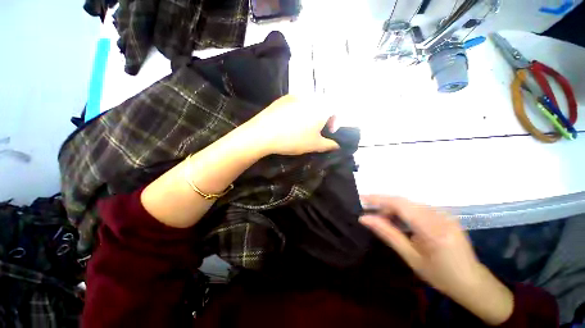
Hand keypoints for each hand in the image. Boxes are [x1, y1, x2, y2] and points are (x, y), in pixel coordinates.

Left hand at [242, 95, 339, 155]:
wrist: (264, 133)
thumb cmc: (294, 139)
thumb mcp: (314, 145)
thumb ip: (328, 145)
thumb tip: (336, 145)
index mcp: (321, 106)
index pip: (336, 109)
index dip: (335, 121)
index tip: (328, 132)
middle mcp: (310, 97)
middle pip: (322, 105)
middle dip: (322, 118)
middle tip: (315, 130)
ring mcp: (295, 95)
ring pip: (309, 104)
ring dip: (310, 114)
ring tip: (301, 127)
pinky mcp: (282, 98)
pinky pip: (296, 103)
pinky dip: (298, 112)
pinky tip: (289, 122)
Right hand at [360, 196, 513, 325]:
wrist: (473, 283)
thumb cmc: (441, 276)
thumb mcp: (411, 257)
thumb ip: (387, 234)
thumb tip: (364, 218)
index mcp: (433, 228)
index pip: (400, 204)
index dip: (378, 199)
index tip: (361, 198)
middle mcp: (440, 216)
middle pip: (404, 201)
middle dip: (383, 204)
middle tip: (370, 214)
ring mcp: (444, 214)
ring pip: (410, 204)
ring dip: (393, 208)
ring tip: (382, 219)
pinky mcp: (445, 215)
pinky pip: (418, 208)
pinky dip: (403, 212)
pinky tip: (398, 221)